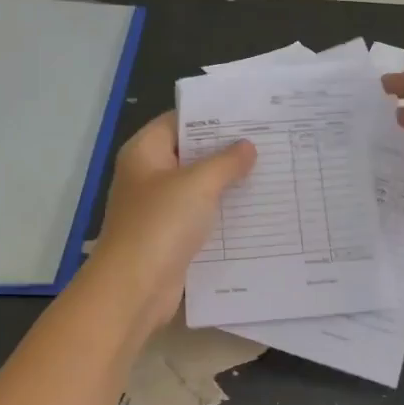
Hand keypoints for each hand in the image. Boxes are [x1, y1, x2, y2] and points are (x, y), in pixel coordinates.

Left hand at [90, 113, 255, 329]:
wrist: (134, 289)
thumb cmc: (160, 225)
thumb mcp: (198, 185)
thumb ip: (226, 162)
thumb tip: (247, 146)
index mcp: (145, 153)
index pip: (179, 120)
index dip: (212, 116)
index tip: (249, 115)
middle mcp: (148, 175)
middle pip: (190, 153)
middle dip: (226, 150)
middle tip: (268, 142)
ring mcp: (158, 208)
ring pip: (198, 187)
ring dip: (227, 183)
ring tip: (269, 171)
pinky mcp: (170, 236)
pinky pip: (200, 215)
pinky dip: (222, 212)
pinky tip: (254, 209)